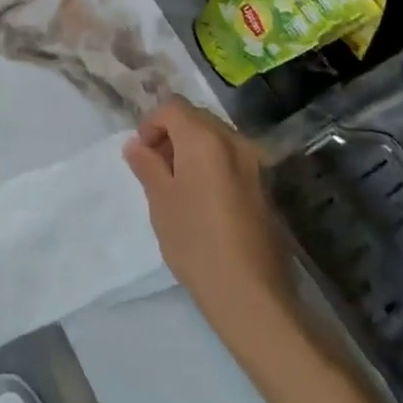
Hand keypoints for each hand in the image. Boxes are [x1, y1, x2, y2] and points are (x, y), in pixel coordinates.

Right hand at [124, 101, 293, 347]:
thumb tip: (137, 145)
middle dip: (173, 133)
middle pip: (197, 118)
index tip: (142, 153)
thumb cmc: (196, 242)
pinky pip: (232, 159)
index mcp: (204, 138)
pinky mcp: (266, 187)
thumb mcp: (160, 201)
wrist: (252, 295)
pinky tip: (204, 200)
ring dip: (193, 149)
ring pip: (216, 138)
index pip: (172, 108)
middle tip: (156, 166)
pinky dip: (213, 165)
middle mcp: (233, 141)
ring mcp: (255, 164)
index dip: (151, 123)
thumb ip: (147, 165)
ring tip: (179, 184)